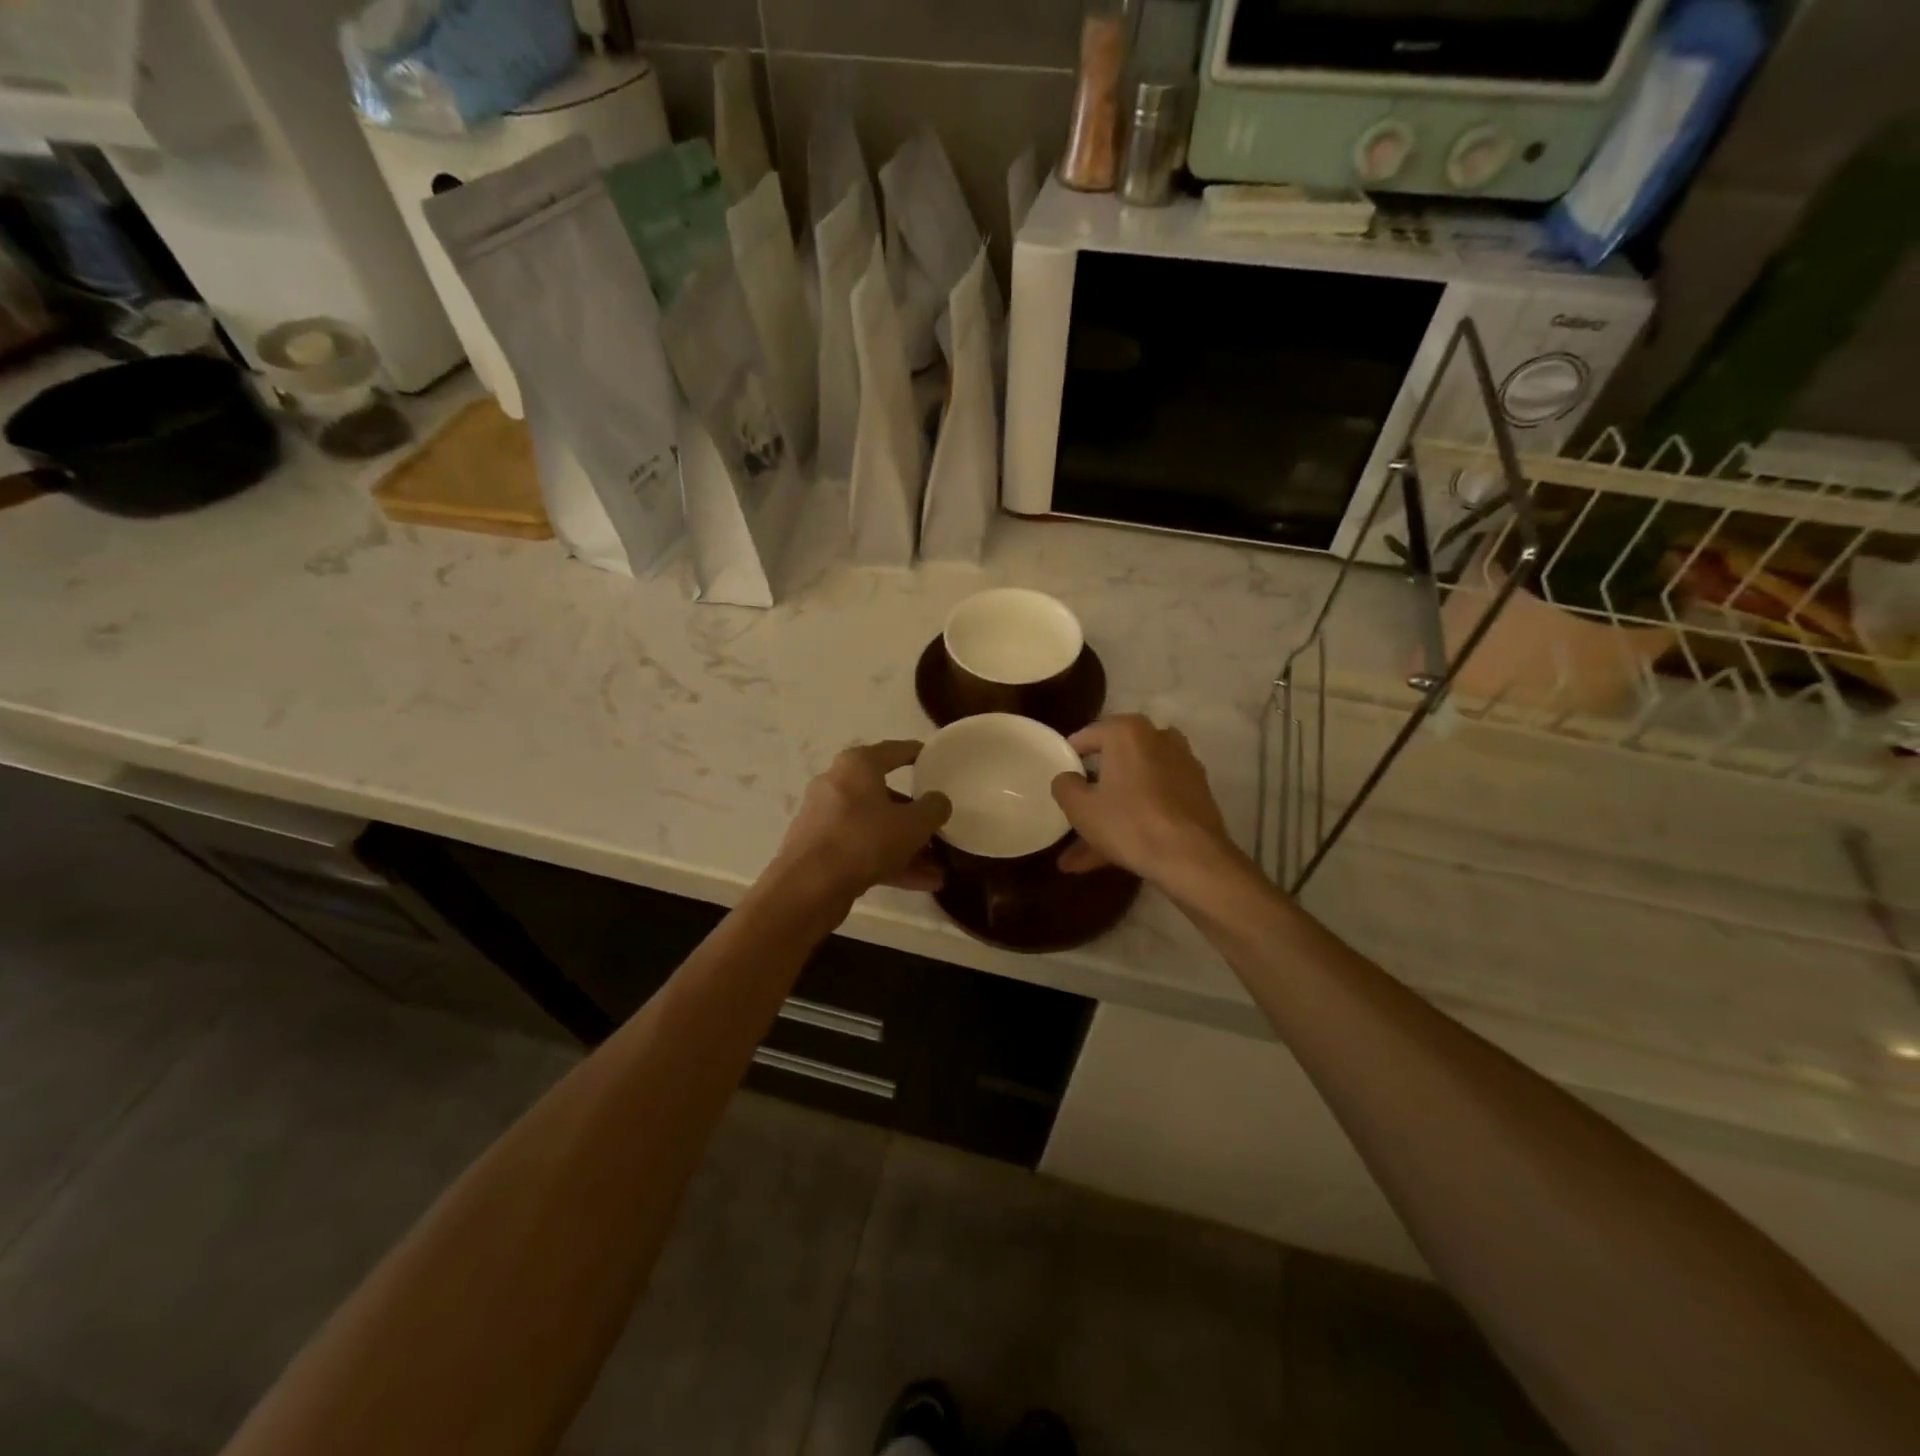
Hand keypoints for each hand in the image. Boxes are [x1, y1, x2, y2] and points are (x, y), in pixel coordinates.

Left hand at [772, 740, 951, 902]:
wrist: (809, 886)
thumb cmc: (864, 840)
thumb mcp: (913, 824)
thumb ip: (934, 808)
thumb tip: (938, 801)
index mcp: (857, 766)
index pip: (895, 751)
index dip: (918, 754)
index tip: (935, 759)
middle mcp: (837, 784)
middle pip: (885, 795)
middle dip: (915, 816)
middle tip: (938, 827)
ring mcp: (825, 818)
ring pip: (875, 827)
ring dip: (907, 847)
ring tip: (937, 868)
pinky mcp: (820, 849)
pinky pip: (862, 849)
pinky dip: (889, 861)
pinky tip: (920, 883)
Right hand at [1050, 715, 1239, 888]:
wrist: (1193, 859)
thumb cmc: (1130, 823)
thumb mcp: (1081, 808)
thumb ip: (1064, 786)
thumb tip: (1067, 778)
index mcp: (1128, 732)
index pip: (1088, 736)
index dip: (1068, 757)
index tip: (1058, 778)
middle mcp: (1158, 739)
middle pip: (1114, 765)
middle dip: (1090, 796)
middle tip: (1071, 815)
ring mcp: (1181, 767)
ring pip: (1133, 790)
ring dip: (1109, 818)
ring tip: (1080, 857)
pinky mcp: (1195, 795)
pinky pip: (1154, 804)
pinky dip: (1133, 823)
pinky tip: (1110, 857)